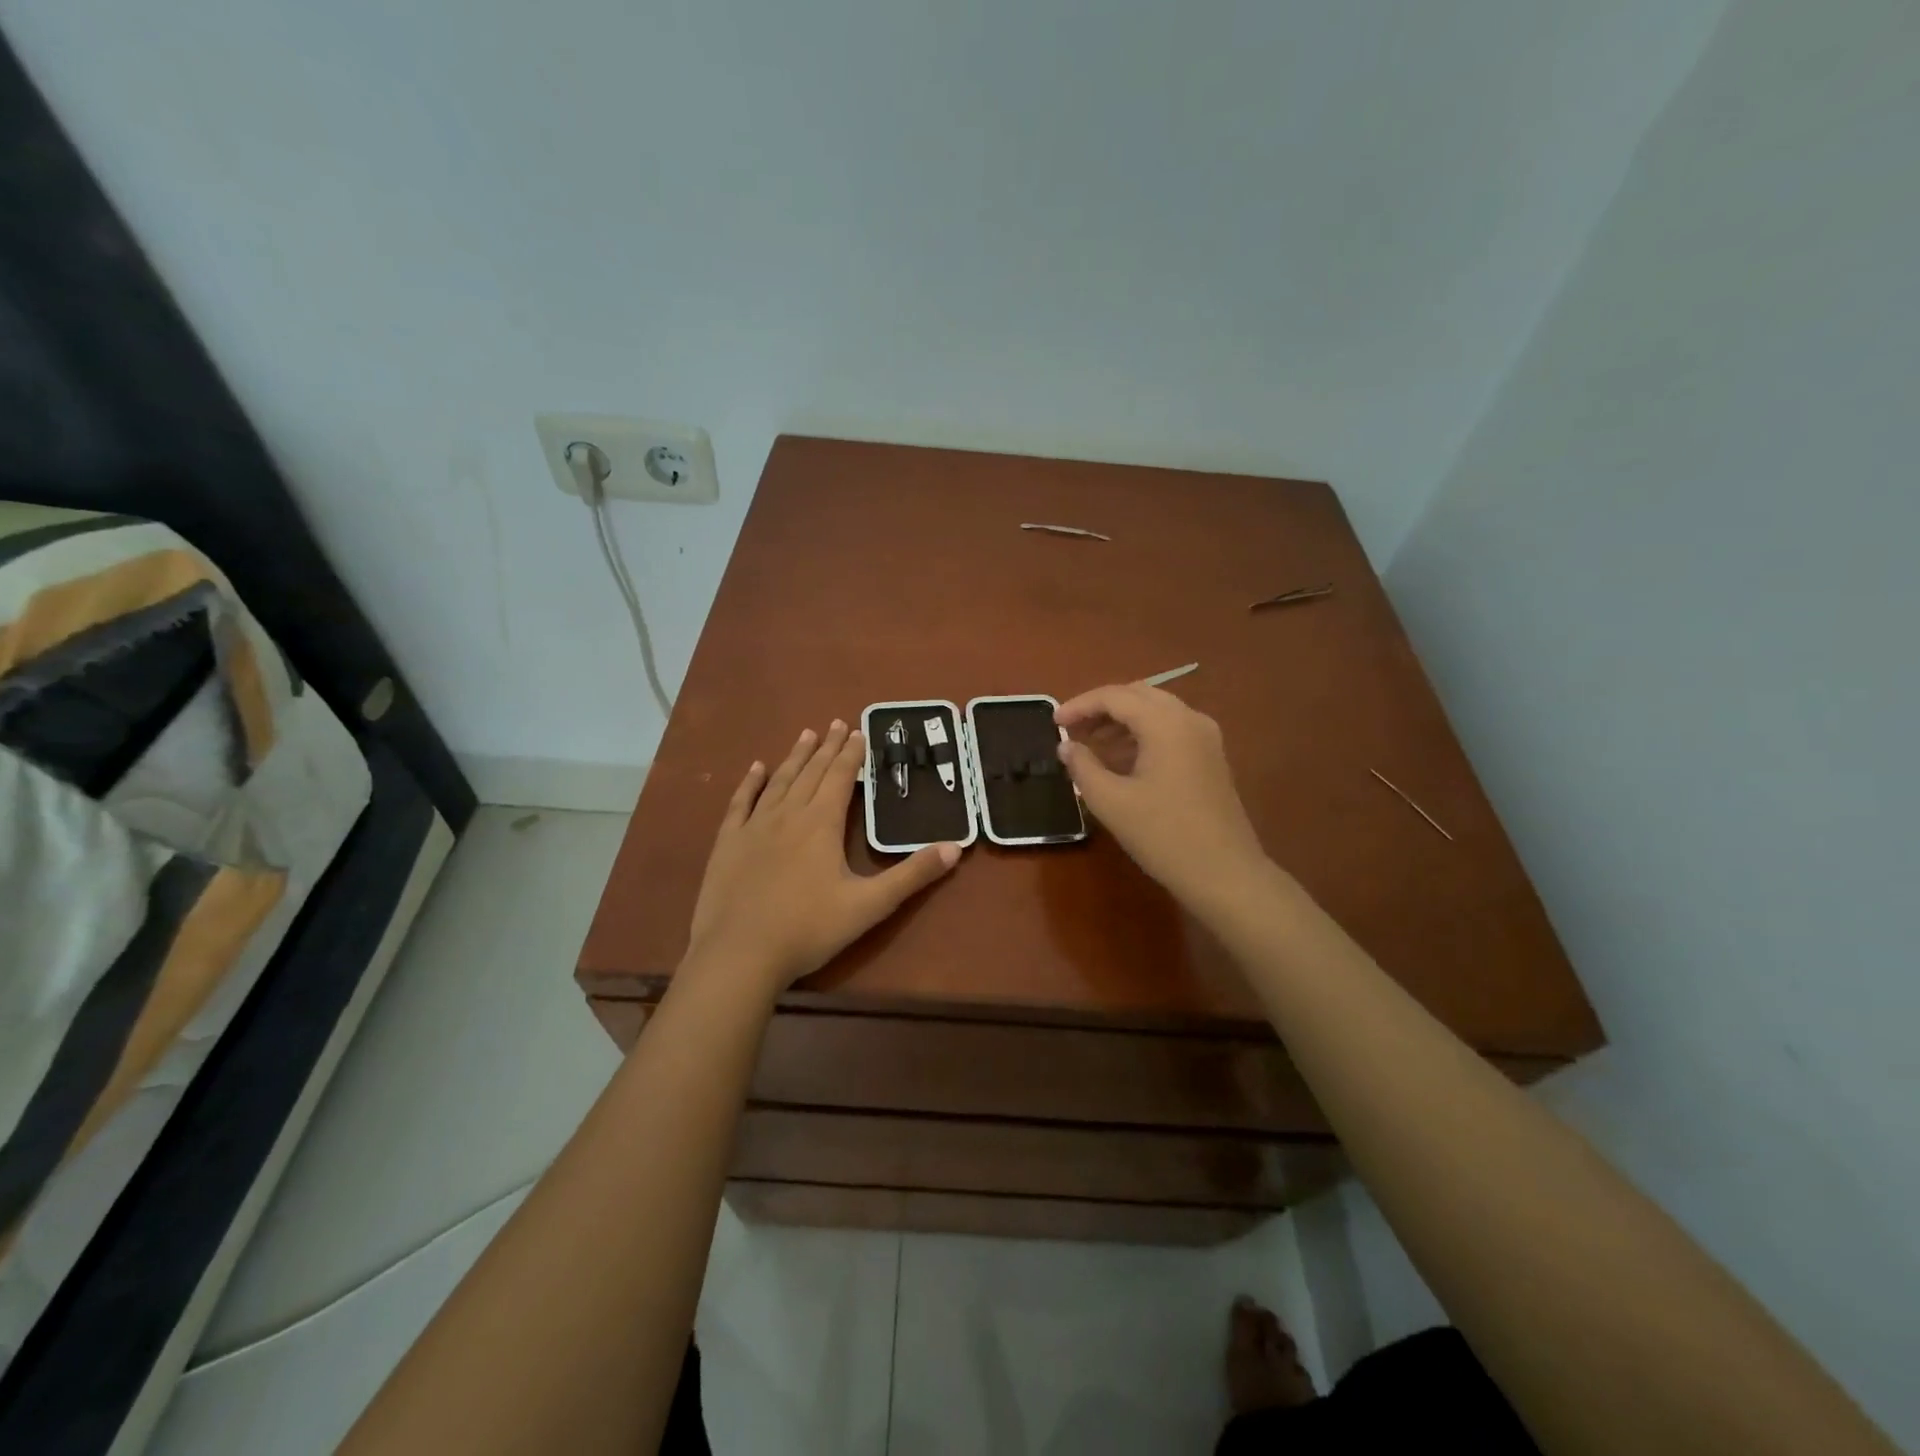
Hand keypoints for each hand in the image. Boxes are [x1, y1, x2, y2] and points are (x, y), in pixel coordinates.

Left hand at [686, 720, 960, 995]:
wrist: (740, 954)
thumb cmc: (809, 929)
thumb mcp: (869, 905)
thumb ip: (912, 875)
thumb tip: (955, 848)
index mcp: (821, 824)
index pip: (840, 777)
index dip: (852, 754)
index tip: (859, 731)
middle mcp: (788, 815)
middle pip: (811, 772)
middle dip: (827, 747)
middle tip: (837, 723)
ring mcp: (754, 827)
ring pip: (779, 781)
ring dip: (795, 757)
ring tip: (806, 734)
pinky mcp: (728, 843)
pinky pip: (740, 803)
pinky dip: (750, 783)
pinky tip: (756, 769)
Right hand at [1055, 683, 1269, 912]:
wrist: (1224, 873)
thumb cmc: (1163, 835)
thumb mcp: (1111, 802)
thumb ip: (1083, 766)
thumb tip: (1066, 746)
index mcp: (1166, 723)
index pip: (1115, 696)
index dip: (1080, 705)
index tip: (1053, 722)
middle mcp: (1189, 719)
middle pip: (1138, 695)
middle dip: (1101, 708)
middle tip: (1071, 729)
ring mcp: (1205, 737)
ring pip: (1156, 711)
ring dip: (1121, 721)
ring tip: (1090, 745)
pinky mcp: (1211, 757)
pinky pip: (1171, 729)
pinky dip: (1142, 734)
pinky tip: (1121, 760)